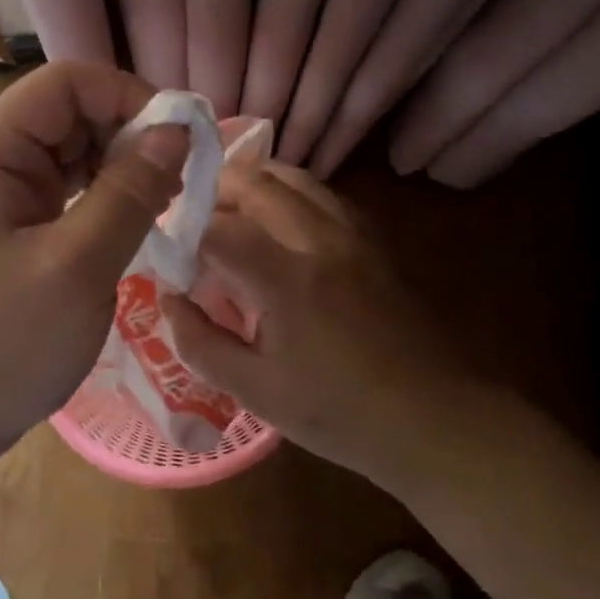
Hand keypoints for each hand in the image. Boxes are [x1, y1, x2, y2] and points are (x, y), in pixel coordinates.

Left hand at [0, 62, 187, 482]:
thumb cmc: (0, 346)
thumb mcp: (76, 269)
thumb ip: (129, 194)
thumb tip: (177, 131)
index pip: (65, 84)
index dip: (128, 96)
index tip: (179, 139)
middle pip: (68, 115)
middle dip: (128, 136)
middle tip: (179, 182)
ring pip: (69, 156)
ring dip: (119, 170)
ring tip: (162, 205)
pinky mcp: (7, 232)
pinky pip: (62, 195)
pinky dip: (101, 201)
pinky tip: (131, 224)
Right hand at [158, 163, 470, 492]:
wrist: (434, 420)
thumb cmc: (338, 413)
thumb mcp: (255, 391)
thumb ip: (200, 341)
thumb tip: (169, 297)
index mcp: (287, 278)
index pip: (218, 228)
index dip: (183, 232)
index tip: (165, 251)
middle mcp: (321, 240)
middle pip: (258, 183)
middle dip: (215, 190)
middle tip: (189, 215)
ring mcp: (354, 235)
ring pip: (296, 178)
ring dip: (254, 182)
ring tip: (228, 208)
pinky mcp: (374, 243)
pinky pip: (323, 196)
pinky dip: (289, 194)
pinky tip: (277, 222)